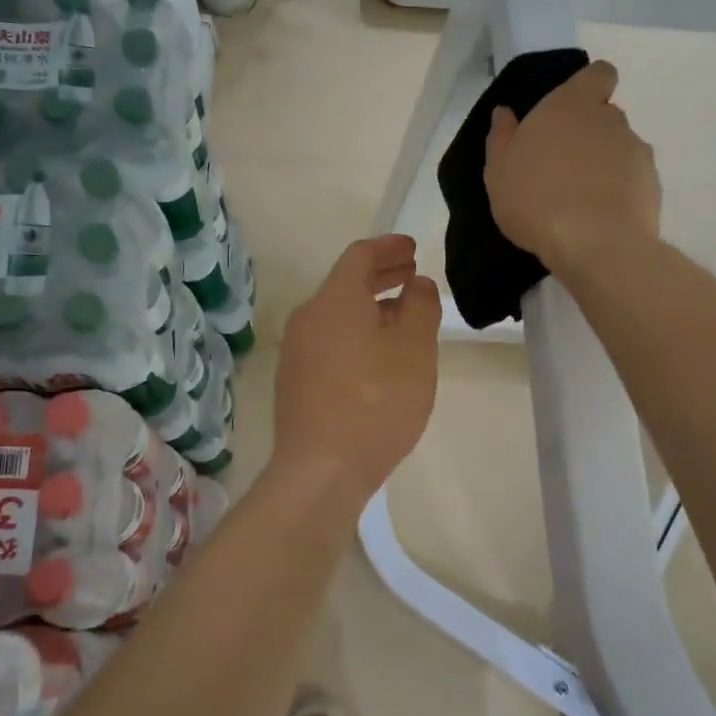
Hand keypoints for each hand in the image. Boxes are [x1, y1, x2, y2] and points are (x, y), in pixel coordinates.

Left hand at [272, 235, 440, 504]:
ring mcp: (296, 351)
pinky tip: (377, 355)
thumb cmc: (377, 401)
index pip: (360, 256)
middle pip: (345, 284)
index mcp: (335, 299)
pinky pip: (329, 341)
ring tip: (401, 315)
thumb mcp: (415, 349)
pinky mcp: (295, 381)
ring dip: (370, 307)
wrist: (321, 468)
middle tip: (410, 274)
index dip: (389, 247)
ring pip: (337, 314)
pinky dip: (355, 333)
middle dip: (380, 275)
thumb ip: (421, 307)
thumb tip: (416, 285)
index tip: (412, 248)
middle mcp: (308, 317)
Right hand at [484, 60, 660, 271]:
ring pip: (619, 148)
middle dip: (588, 134)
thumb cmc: (535, 200)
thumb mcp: (499, 171)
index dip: (590, 87)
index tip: (572, 111)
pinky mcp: (652, 183)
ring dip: (603, 164)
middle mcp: (609, 119)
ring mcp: (636, 150)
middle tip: (562, 167)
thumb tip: (505, 113)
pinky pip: (632, 179)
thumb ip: (502, 137)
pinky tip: (599, 217)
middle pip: (605, 115)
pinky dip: (619, 191)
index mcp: (570, 105)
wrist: (595, 244)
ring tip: (580, 199)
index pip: (598, 74)